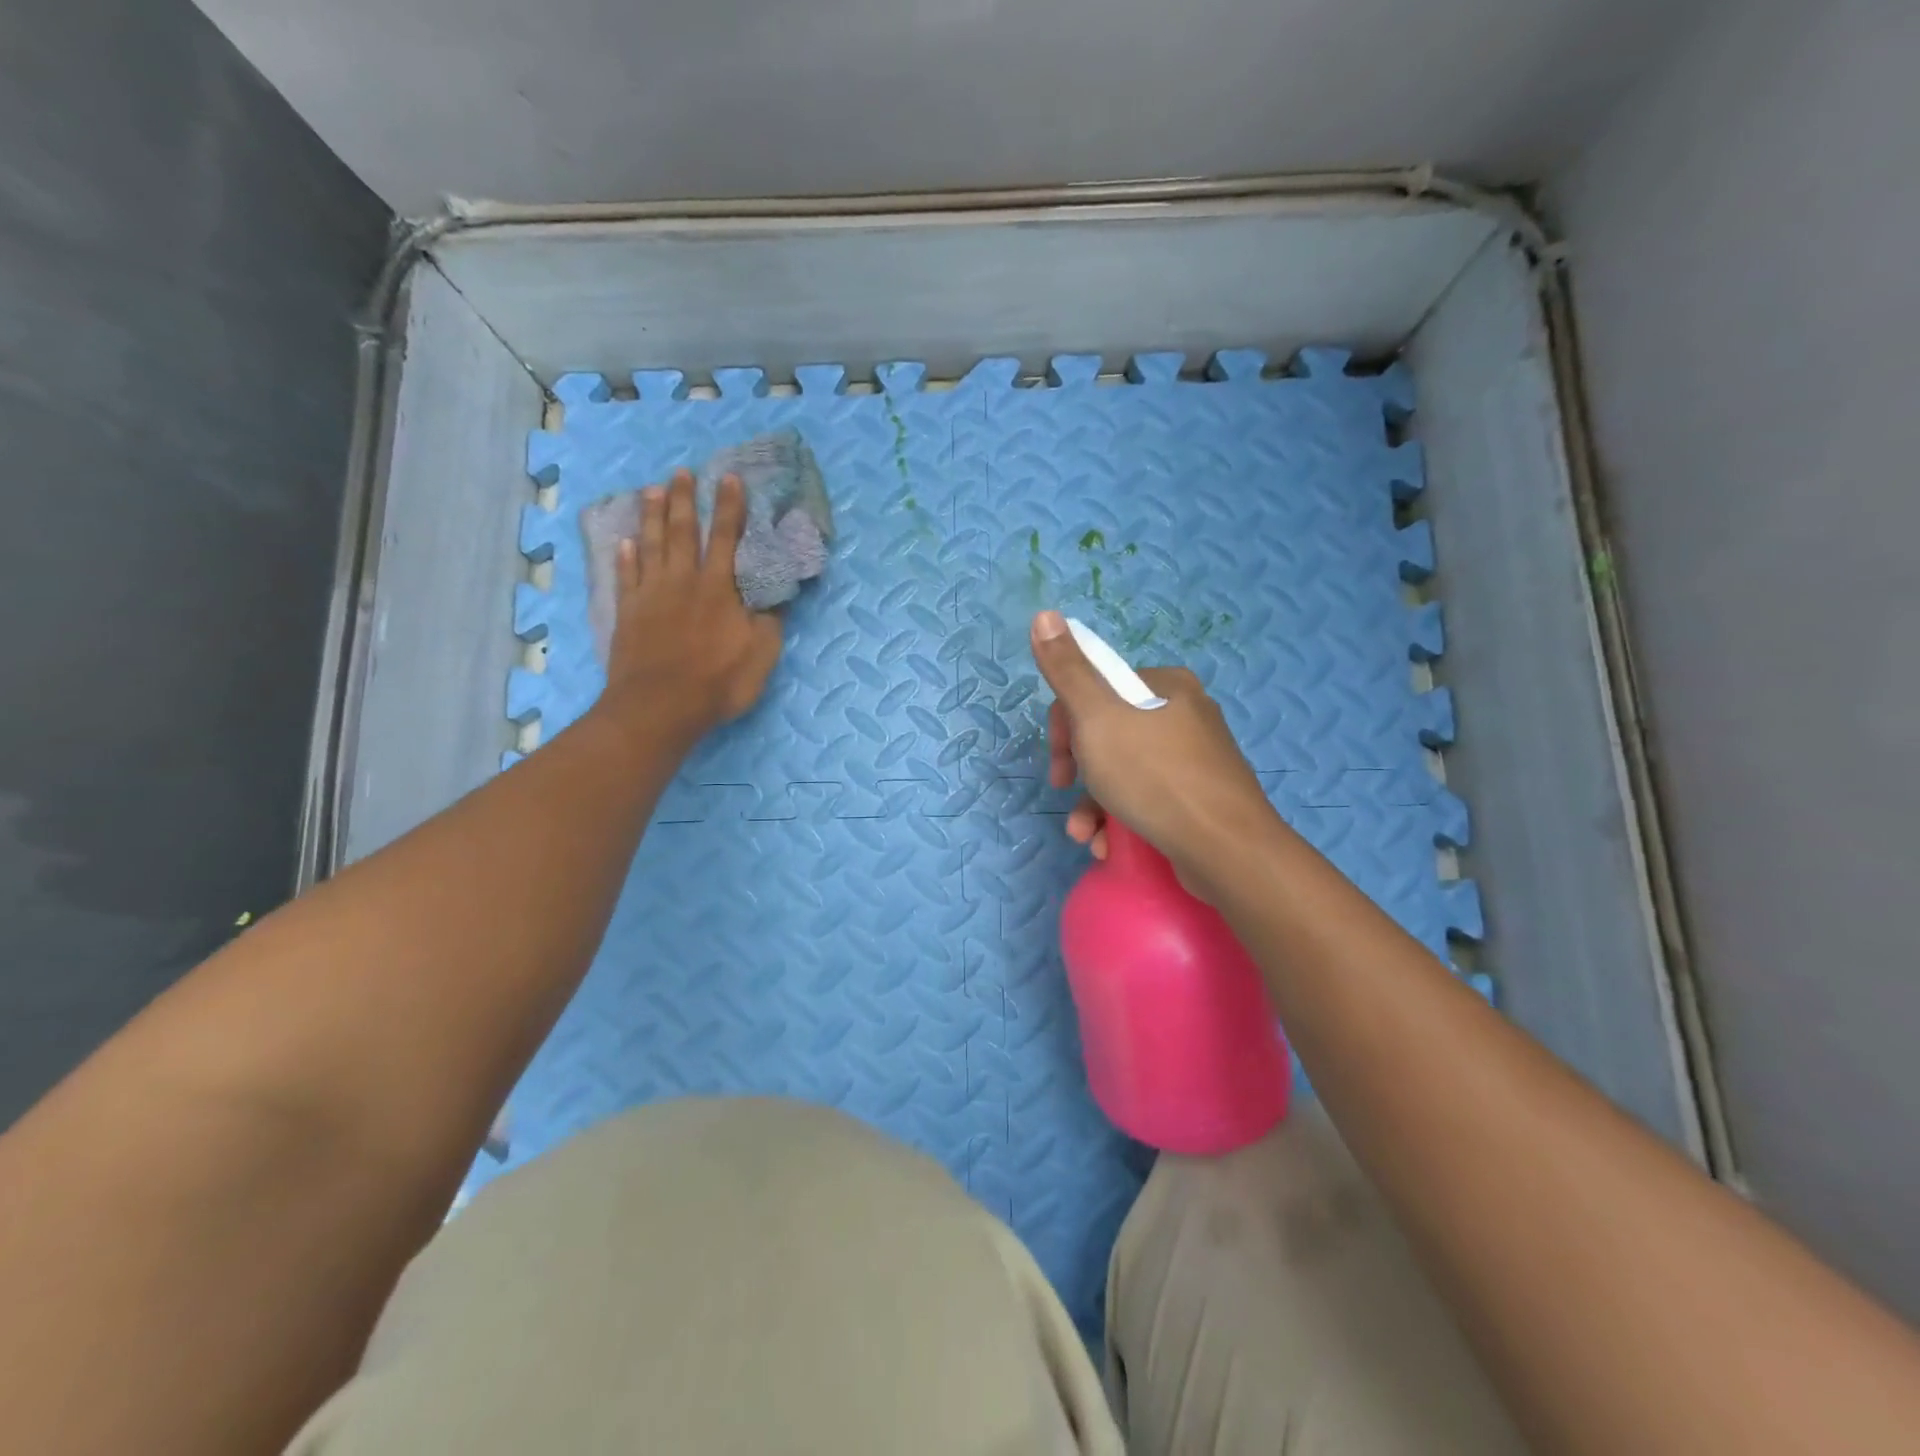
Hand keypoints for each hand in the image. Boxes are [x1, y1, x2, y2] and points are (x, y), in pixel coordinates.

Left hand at [597, 469, 782, 745]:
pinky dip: (625, 557)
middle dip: (684, 499)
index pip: (726, 537)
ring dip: (652, 516)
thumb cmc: (717, 682)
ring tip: (651, 490)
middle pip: (682, 531)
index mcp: (719, 588)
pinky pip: (626, 576)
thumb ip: (770, 621)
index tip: (729, 478)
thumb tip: (778, 594)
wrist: (659, 707)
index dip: (730, 507)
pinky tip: (624, 542)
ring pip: (651, 545)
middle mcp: (683, 581)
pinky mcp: (628, 613)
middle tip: (681, 472)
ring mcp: (651, 595)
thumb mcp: (761, 655)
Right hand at [1030, 609, 1284, 900]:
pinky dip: (1122, 819)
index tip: (1061, 759)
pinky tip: (1109, 845)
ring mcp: (1196, 760)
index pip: (1097, 688)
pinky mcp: (1200, 799)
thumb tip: (1045, 614)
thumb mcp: (1098, 718)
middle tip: (1067, 790)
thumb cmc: (1155, 777)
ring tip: (1085, 834)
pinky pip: (1148, 799)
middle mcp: (1185, 715)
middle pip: (1108, 731)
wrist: (1227, 851)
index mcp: (1165, 686)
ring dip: (1094, 803)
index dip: (1067, 723)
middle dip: (1079, 768)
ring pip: (1125, 771)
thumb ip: (1068, 670)